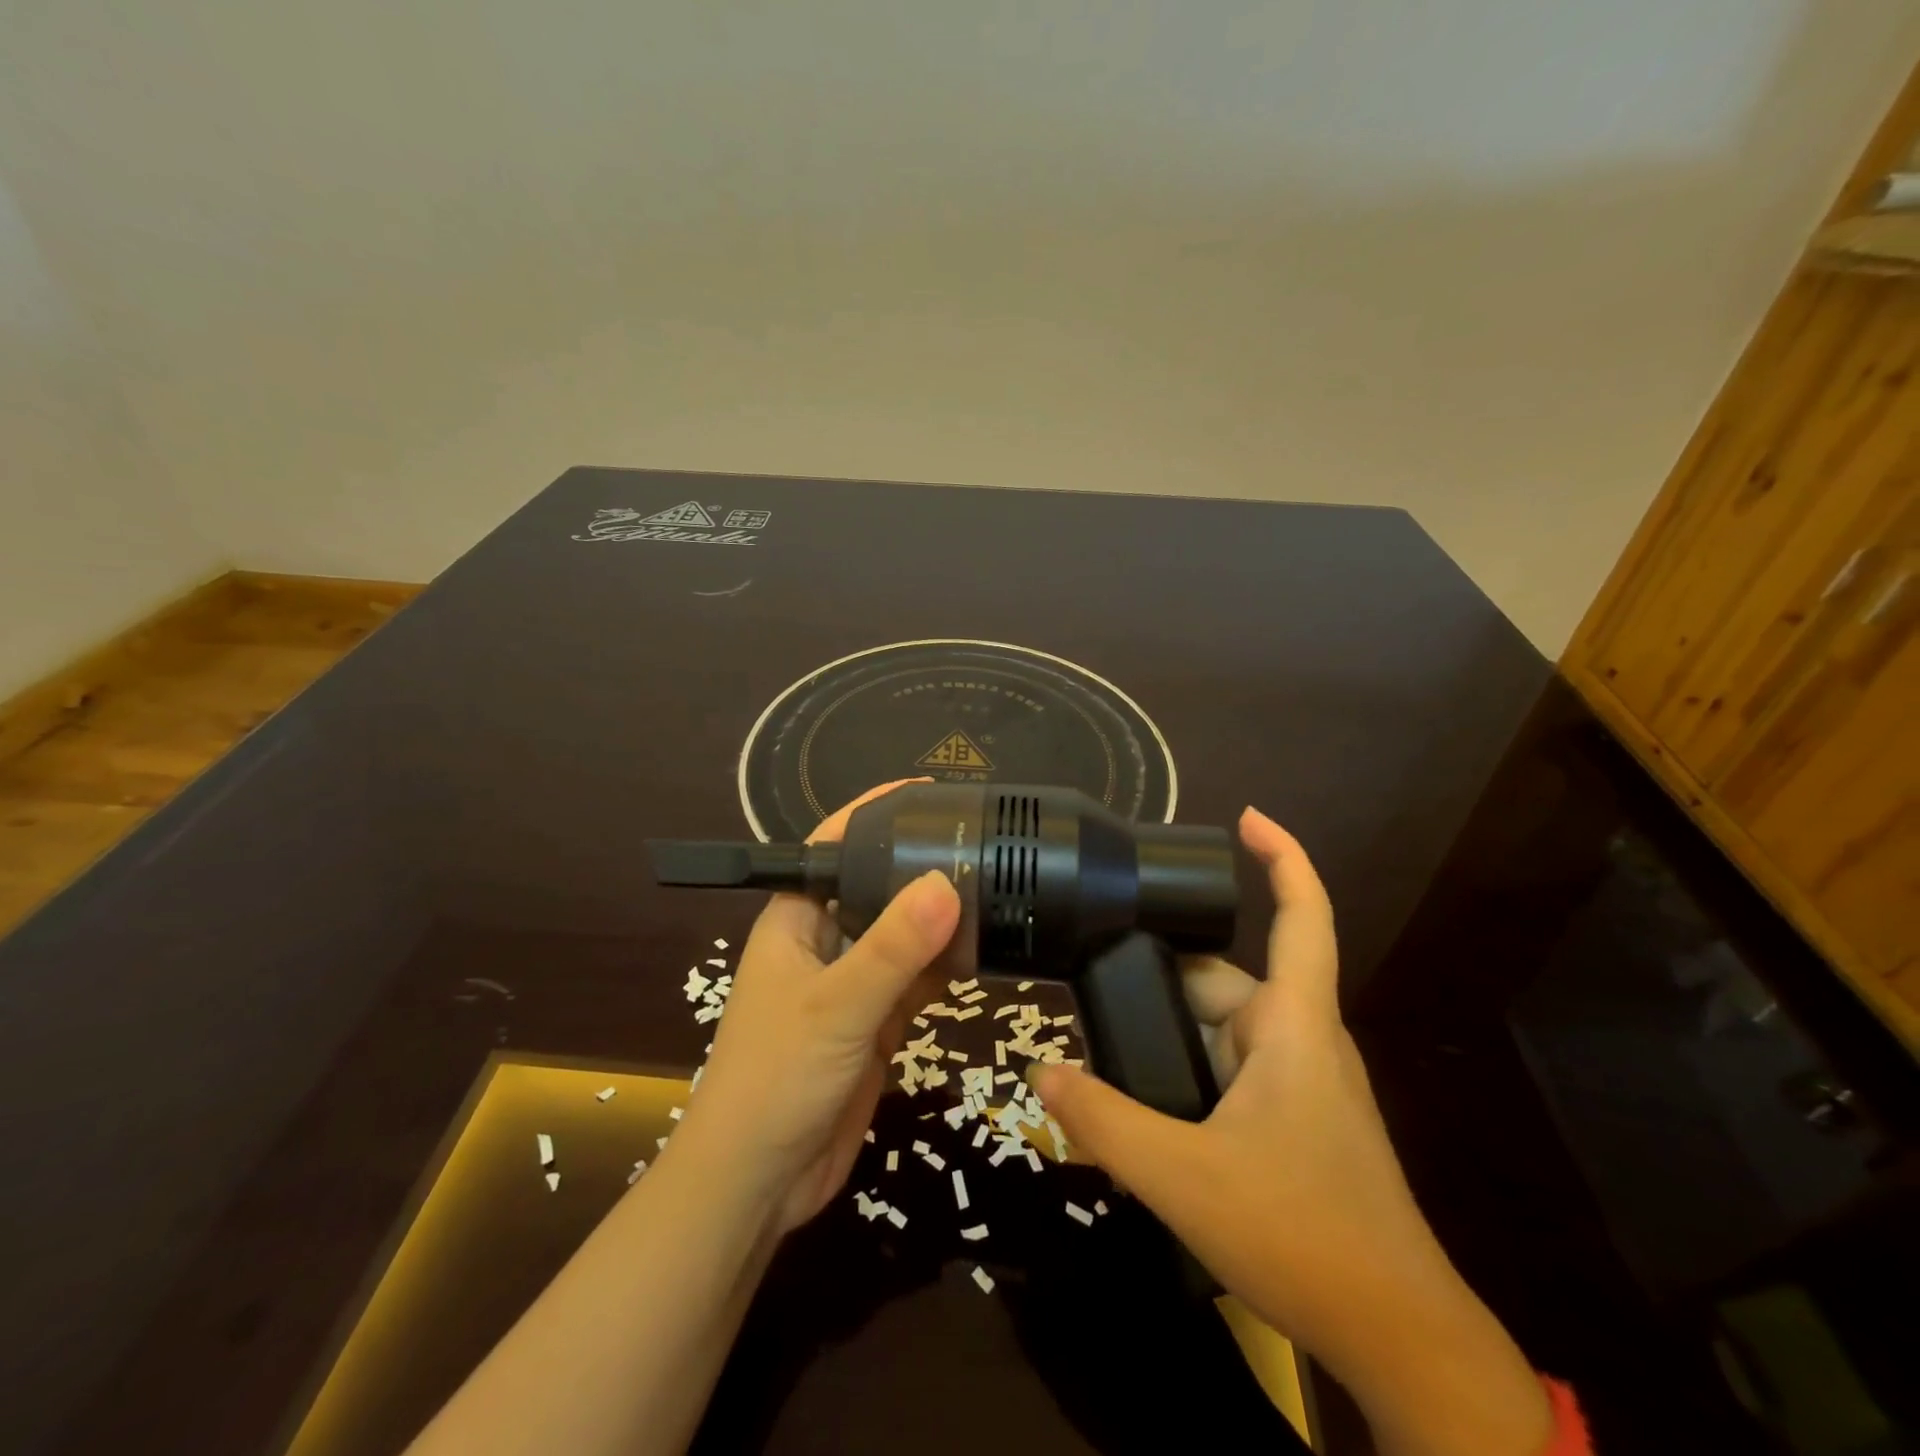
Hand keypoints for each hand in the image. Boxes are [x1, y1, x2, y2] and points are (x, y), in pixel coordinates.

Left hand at [670, 781, 960, 1235]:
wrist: (760, 1185)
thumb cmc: (776, 1079)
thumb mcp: (836, 1006)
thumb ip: (892, 949)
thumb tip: (947, 884)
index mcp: (796, 920)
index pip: (833, 846)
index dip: (873, 814)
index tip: (927, 795)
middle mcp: (824, 942)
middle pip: (876, 888)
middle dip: (920, 866)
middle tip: (981, 842)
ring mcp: (851, 985)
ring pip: (901, 936)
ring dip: (938, 920)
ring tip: (994, 888)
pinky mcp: (874, 1023)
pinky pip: (915, 980)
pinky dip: (944, 967)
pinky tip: (982, 952)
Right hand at [1030, 809, 1551, 1455]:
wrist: (1396, 1336)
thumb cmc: (1302, 1234)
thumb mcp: (1183, 1177)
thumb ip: (1105, 1122)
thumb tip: (1041, 1073)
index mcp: (1293, 1025)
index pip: (1302, 916)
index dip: (1282, 857)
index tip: (1244, 818)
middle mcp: (1300, 1039)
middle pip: (1225, 980)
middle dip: (1162, 982)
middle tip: (1092, 989)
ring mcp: (1302, 1083)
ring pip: (1223, 1030)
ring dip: (1171, 1034)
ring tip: (1106, 1049)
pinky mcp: (1296, 1121)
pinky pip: (1231, 1071)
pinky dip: (1188, 1070)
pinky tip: (1147, 1105)